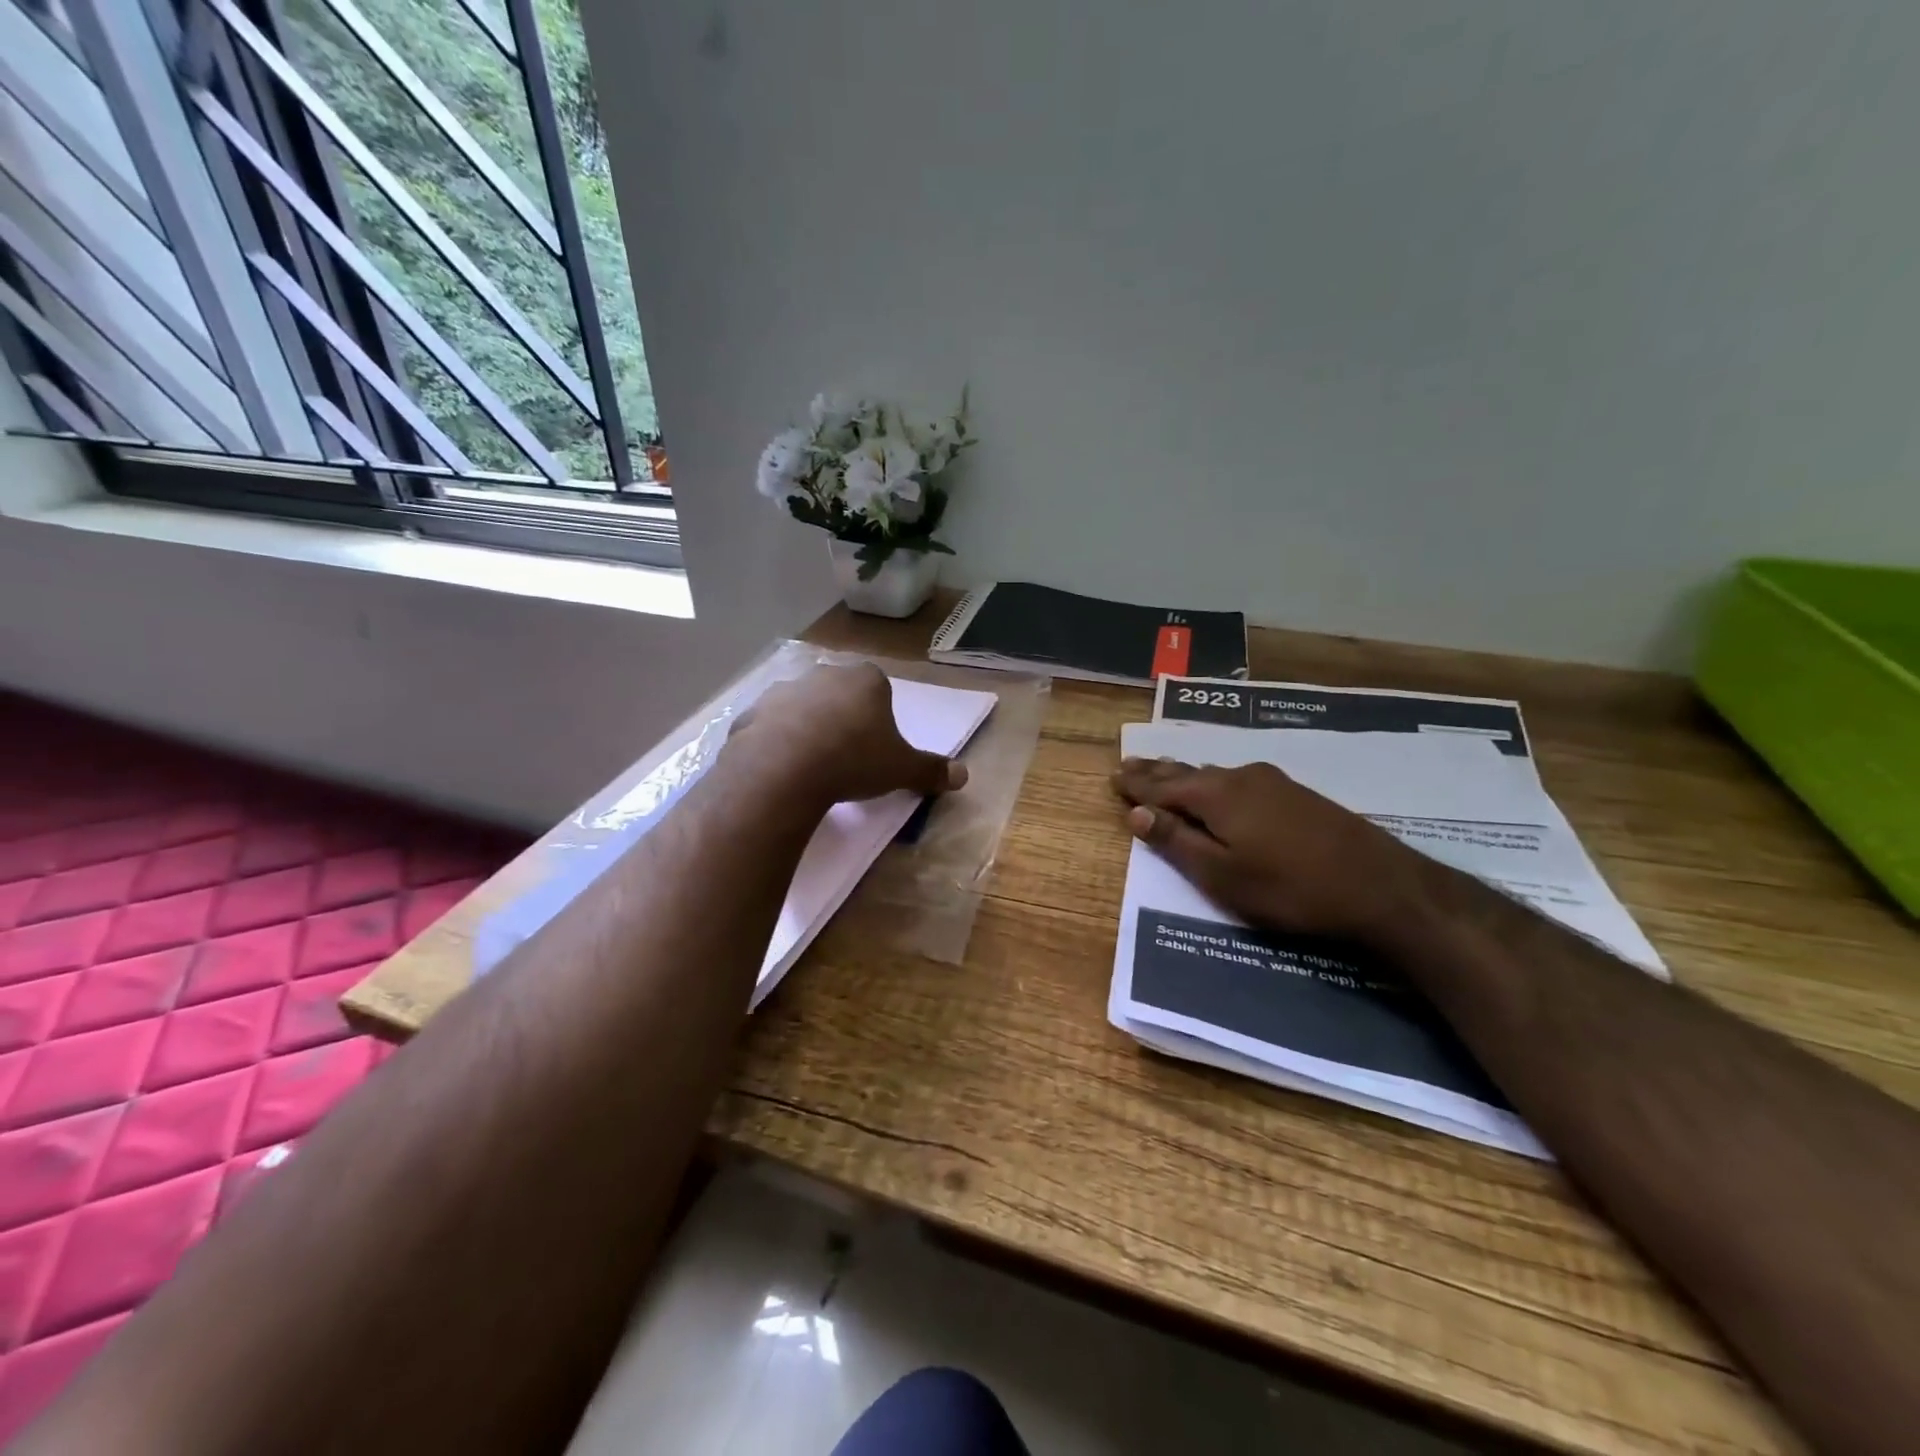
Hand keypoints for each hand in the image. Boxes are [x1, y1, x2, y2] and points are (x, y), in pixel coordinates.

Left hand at [730, 664, 967, 804]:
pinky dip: (774, 744)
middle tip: (846, 757)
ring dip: (806, 729)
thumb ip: (932, 770)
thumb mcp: (901, 769)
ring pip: (801, 708)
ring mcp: (783, 691)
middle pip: (839, 694)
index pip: (879, 689)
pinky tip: (780, 772)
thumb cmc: (854, 760)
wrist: (783, 769)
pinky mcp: (750, 713)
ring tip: (811, 767)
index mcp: (866, 679)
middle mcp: (824, 674)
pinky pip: (768, 728)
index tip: (876, 746)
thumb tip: (963, 776)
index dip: (879, 717)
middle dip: (842, 719)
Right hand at [1111, 757, 1428, 945]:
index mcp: (1216, 796)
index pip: (1162, 786)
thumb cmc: (1290, 889)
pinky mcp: (1297, 795)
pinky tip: (1217, 785)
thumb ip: (1177, 842)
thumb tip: (1136, 813)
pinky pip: (1237, 780)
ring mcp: (1273, 783)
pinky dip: (1213, 782)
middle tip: (1130, 765)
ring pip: (1214, 774)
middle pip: (1187, 772)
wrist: (1381, 886)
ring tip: (1164, 771)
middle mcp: (1240, 778)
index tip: (1112, 778)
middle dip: (1156, 772)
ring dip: (1185, 774)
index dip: (1136, 785)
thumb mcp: (1222, 875)